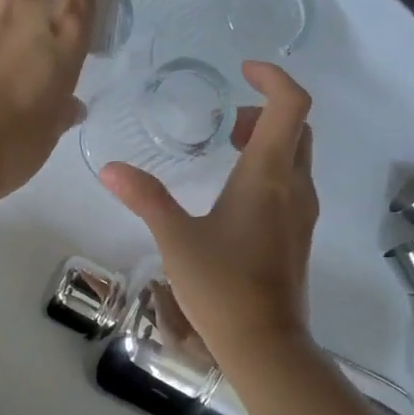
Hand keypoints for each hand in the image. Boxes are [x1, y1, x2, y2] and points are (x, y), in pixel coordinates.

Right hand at [101, 62, 317, 359]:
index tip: (242, 71)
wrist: (264, 343)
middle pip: (297, 128)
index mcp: (269, 175)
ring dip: (268, 141)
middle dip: (265, 110)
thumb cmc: (221, 285)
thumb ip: (145, 197)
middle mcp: (294, 187)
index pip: (291, 105)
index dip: (273, 77)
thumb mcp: (175, 238)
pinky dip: (270, 168)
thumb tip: (111, 169)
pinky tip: (234, 194)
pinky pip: (292, 183)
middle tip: (226, 120)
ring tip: (227, 149)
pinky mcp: (299, 235)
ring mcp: (302, 213)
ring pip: (296, 157)